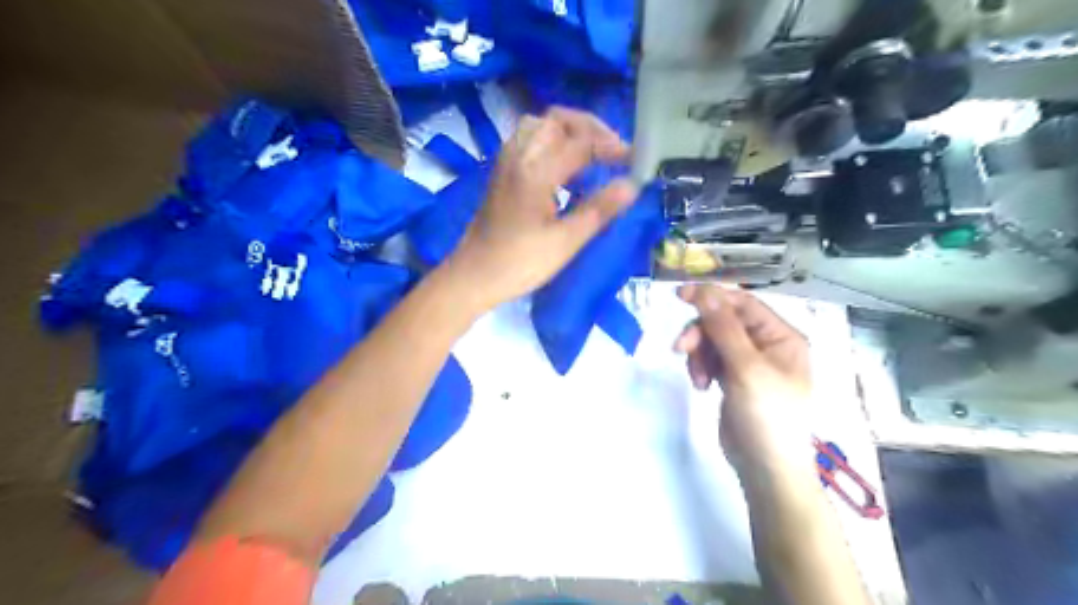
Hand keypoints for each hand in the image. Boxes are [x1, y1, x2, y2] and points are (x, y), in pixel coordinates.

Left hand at [450, 105, 638, 306]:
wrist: (473, 277)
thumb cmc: (520, 264)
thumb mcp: (565, 242)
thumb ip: (599, 210)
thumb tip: (632, 185)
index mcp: (535, 171)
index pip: (580, 142)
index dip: (611, 147)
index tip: (635, 159)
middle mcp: (518, 156)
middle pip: (557, 120)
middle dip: (590, 128)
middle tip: (613, 151)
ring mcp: (506, 162)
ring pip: (539, 126)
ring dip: (569, 131)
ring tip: (591, 153)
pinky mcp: (501, 173)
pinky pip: (528, 140)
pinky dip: (551, 141)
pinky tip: (564, 165)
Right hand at [670, 287, 816, 479]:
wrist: (765, 468)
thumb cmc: (767, 415)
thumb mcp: (745, 367)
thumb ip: (723, 327)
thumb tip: (703, 291)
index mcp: (781, 337)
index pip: (743, 304)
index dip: (712, 297)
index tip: (679, 295)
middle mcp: (767, 345)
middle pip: (723, 322)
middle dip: (701, 333)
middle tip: (680, 349)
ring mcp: (749, 363)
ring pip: (713, 340)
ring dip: (698, 353)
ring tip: (697, 377)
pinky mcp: (733, 379)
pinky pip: (711, 359)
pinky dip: (701, 367)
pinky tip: (702, 385)